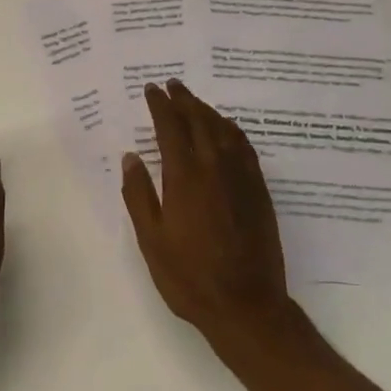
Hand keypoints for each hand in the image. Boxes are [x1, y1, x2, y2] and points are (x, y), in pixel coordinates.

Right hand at [121, 80, 295, 353]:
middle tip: (172, 85)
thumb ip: (139, 195)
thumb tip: (131, 157)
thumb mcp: (152, 240)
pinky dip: (231, 129)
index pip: (170, 128)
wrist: (247, 306)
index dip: (160, 106)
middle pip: (199, 120)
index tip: (151, 90)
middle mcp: (215, 167)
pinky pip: (244, 146)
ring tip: (194, 101)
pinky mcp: (259, 190)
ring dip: (207, 110)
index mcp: (184, 177)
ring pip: (223, 129)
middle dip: (184, 100)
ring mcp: (241, 177)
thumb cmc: (190, 277)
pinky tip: (225, 129)